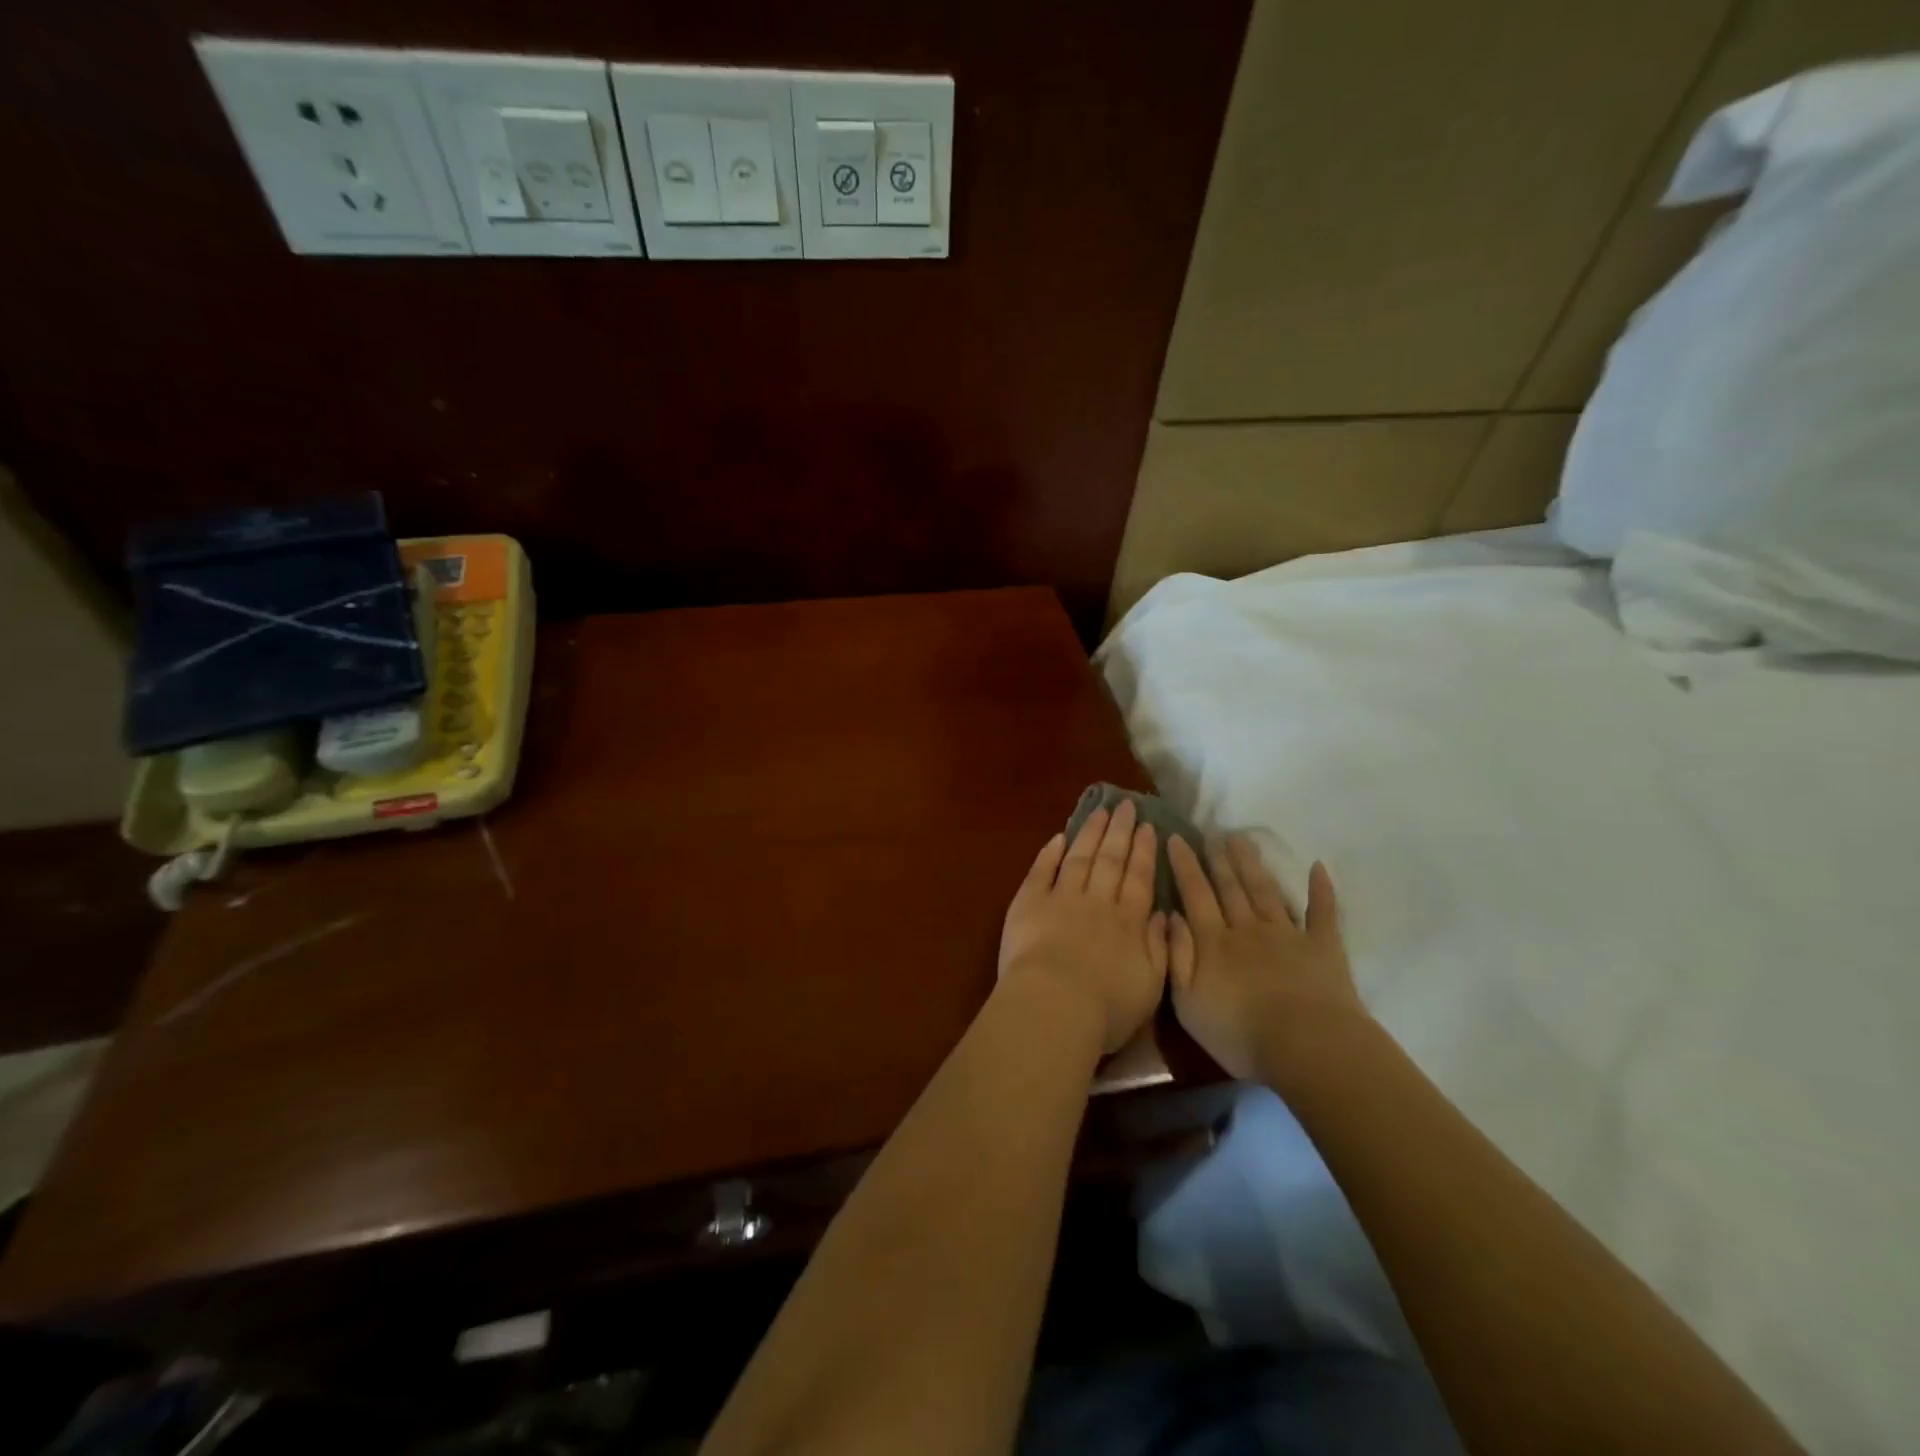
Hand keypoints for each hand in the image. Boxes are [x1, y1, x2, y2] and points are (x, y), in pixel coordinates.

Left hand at [997, 800, 1169, 1055]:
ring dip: (1091, 832)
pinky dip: (1050, 852)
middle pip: (1111, 860)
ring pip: (1080, 857)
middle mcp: (1098, 902)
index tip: (1148, 827)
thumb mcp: (1151, 986)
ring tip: (1100, 811)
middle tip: (1126, 805)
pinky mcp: (1029, 902)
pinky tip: (1059, 837)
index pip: (1140, 879)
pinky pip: (1042, 870)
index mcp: (1128, 922)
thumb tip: (1165, 915)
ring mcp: (1062, 898)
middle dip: (1120, 831)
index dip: (1144, 852)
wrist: (1054, 1005)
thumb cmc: (1107, 1007)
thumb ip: (1161, 947)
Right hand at [1166, 834, 1364, 1082]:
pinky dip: (1320, 889)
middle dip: (1218, 857)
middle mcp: (1247, 928)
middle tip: (1211, 831)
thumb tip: (1170, 916)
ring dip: (1252, 863)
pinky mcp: (1322, 947)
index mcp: (1214, 942)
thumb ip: (1176, 956)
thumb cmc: (1239, 1033)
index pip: (1195, 894)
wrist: (1306, 1047)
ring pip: (1265, 890)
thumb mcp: (1188, 1002)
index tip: (1175, 838)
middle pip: (1230, 886)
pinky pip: (1322, 912)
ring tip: (1242, 839)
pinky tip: (1318, 867)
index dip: (1184, 865)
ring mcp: (1287, 934)